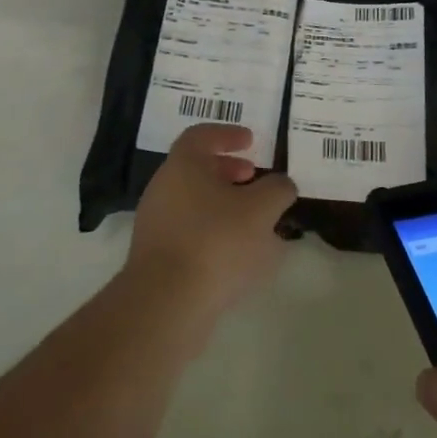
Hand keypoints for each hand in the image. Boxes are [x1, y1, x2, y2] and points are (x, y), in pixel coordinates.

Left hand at [124, 124, 296, 323]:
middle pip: (196, 168)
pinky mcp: (156, 257)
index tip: (251, 141)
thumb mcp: (261, 210)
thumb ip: (277, 190)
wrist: (166, 303)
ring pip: (193, 201)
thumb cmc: (215, 241)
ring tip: (255, 220)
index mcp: (183, 165)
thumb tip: (281, 185)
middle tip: (254, 178)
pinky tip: (237, 254)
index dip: (227, 134)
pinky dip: (213, 231)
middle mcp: (163, 188)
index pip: (201, 135)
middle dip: (228, 170)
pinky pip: (189, 231)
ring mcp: (155, 223)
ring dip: (223, 203)